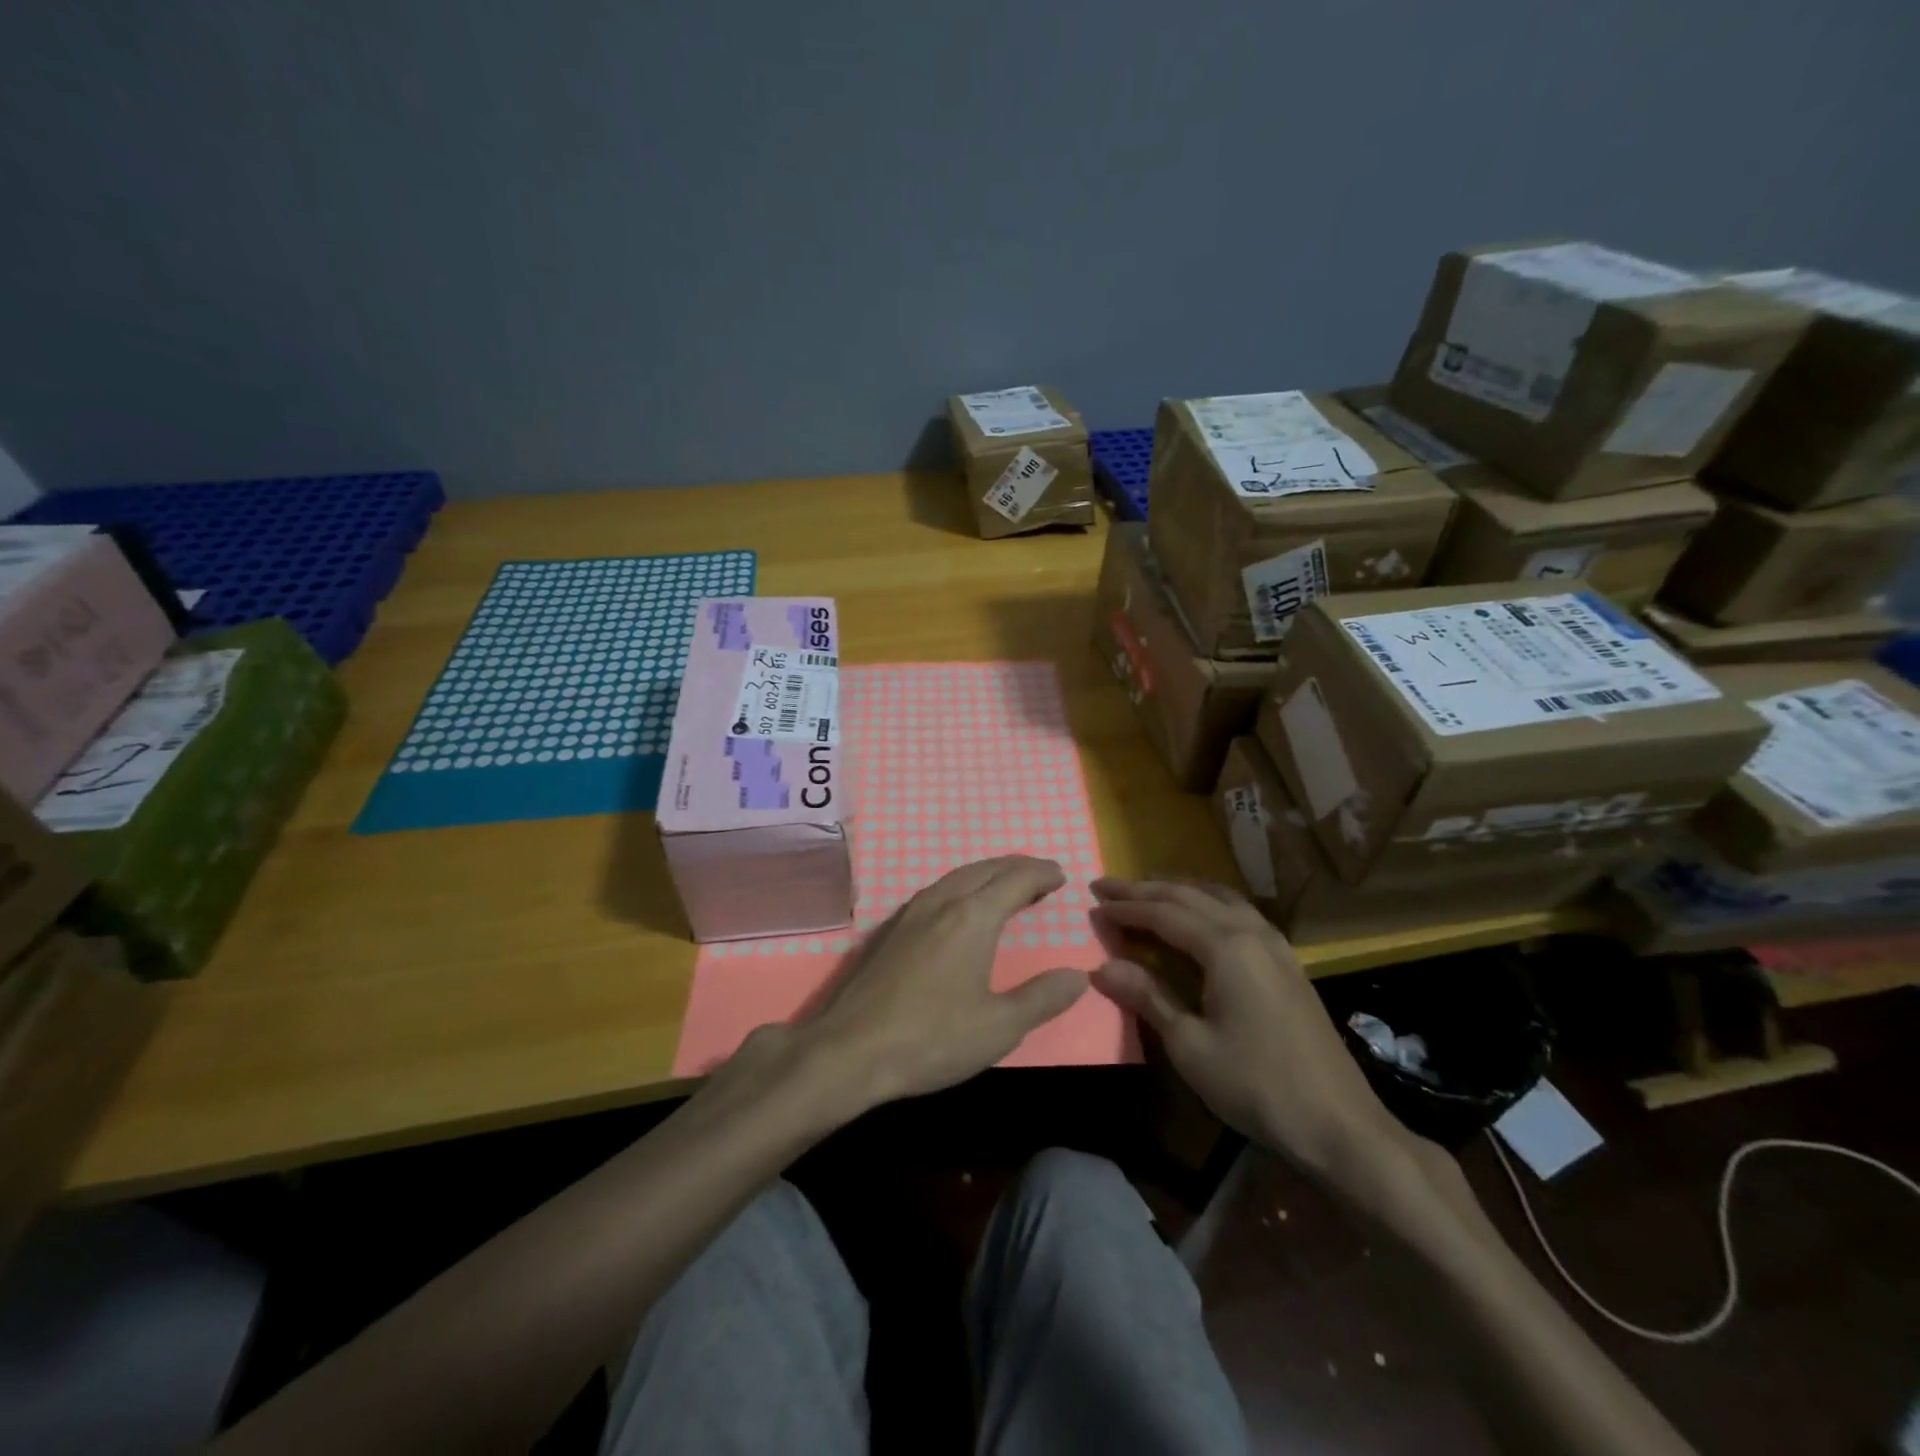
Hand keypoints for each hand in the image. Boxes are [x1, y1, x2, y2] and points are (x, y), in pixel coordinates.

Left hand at [789, 856, 1088, 1112]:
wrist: (849, 1051)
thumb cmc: (931, 1039)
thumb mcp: (999, 1027)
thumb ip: (1042, 998)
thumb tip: (1077, 976)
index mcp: (972, 917)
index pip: (1016, 880)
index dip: (1041, 874)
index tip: (1060, 875)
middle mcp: (942, 902)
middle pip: (986, 869)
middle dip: (1017, 867)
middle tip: (1040, 874)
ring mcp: (910, 912)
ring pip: (957, 876)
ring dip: (988, 873)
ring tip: (1006, 884)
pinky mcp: (890, 929)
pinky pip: (937, 889)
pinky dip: (962, 885)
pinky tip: (960, 906)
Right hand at [1088, 878, 1411, 1190]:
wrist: (1339, 1124)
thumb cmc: (1256, 1085)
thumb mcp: (1190, 1045)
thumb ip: (1148, 997)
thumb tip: (1102, 966)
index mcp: (1226, 947)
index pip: (1164, 913)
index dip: (1126, 907)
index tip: (1093, 902)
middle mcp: (1251, 932)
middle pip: (1190, 896)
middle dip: (1145, 889)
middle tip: (1107, 885)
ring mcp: (1276, 945)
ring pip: (1219, 898)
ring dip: (1179, 890)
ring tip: (1148, 889)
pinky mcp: (1288, 962)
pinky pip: (1240, 913)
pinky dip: (1208, 903)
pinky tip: (1201, 915)